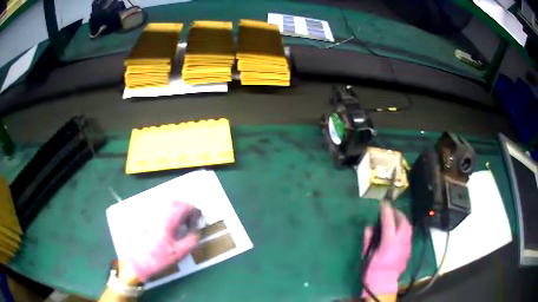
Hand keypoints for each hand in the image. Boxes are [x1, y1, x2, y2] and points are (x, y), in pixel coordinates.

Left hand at [124, 201, 198, 281]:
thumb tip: (196, 231)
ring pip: (166, 204)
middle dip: (186, 209)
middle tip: (190, 219)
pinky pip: (159, 209)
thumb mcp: (179, 253)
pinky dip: (167, 212)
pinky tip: (169, 223)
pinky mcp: (145, 218)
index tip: (198, 220)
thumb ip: (191, 239)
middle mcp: (159, 213)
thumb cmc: (159, 258)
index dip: (194, 211)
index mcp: (168, 220)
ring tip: (181, 221)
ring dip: (176, 209)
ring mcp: (150, 214)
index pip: (185, 206)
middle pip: (175, 202)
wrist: (137, 261)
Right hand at [362, 205, 411, 296]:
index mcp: (389, 242)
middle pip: (403, 221)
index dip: (386, 210)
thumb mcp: (367, 255)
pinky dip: (405, 228)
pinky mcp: (409, 250)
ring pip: (409, 227)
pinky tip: (399, 230)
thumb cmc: (372, 270)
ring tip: (396, 217)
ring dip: (402, 219)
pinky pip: (409, 234)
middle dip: (397, 212)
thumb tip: (369, 227)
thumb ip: (368, 239)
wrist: (383, 283)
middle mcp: (401, 241)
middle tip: (390, 209)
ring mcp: (407, 245)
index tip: (383, 204)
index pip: (389, 221)